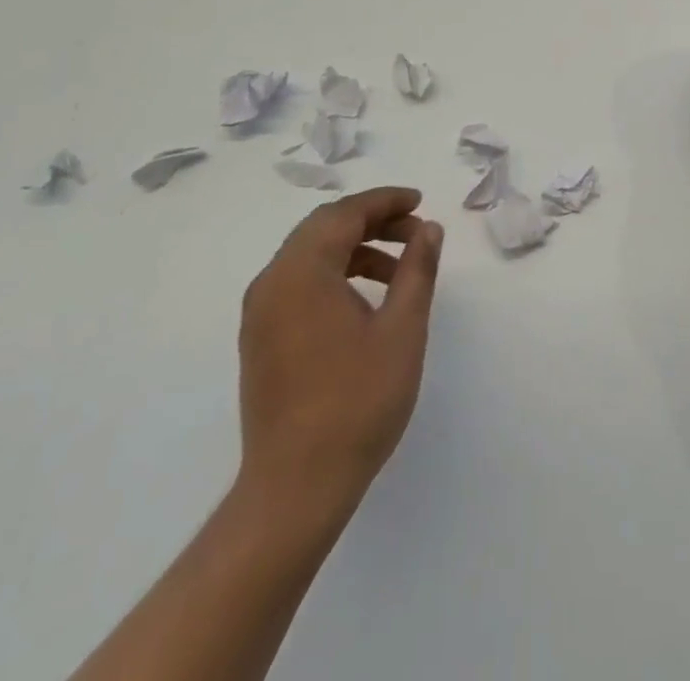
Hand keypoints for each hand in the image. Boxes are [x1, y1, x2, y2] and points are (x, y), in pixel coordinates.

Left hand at [236, 187, 442, 519]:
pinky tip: (365, 300)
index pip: (344, 213)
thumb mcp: (401, 330)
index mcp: (301, 272)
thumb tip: (428, 229)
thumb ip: (417, 270)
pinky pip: (298, 283)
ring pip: (310, 255)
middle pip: (323, 228)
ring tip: (399, 269)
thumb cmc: (356, 402)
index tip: (419, 201)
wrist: (295, 488)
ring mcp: (261, 312)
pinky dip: (334, 274)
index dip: (385, 201)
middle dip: (372, 221)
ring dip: (354, 248)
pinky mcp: (260, 338)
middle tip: (414, 232)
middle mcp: (272, 282)